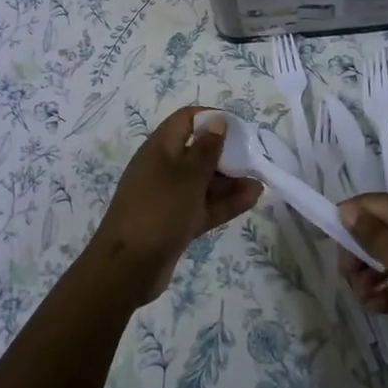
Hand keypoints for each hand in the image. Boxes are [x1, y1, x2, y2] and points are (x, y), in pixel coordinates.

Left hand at [84, 108, 261, 305]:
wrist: (127, 268)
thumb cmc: (159, 210)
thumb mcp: (188, 176)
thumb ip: (207, 149)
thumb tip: (217, 119)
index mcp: (159, 148)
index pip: (186, 120)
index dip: (211, 119)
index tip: (239, 128)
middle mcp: (163, 168)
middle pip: (197, 151)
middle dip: (226, 154)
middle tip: (254, 158)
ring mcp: (169, 197)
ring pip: (203, 182)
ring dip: (230, 181)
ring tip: (260, 182)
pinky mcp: (175, 222)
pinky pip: (203, 205)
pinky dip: (224, 202)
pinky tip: (252, 199)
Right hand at [336, 194, 387, 369]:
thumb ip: (372, 234)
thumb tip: (347, 210)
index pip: (371, 204)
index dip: (348, 217)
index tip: (332, 243)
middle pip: (377, 234)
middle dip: (357, 253)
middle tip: (349, 279)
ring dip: (370, 278)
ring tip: (364, 300)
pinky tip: (376, 309)